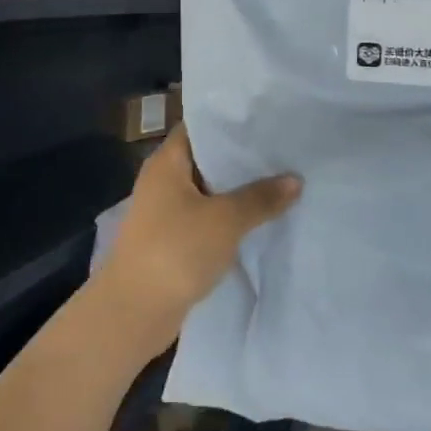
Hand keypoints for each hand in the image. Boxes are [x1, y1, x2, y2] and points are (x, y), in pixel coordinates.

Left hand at [92, 124, 301, 351]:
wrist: (135, 311)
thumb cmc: (176, 250)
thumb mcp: (226, 220)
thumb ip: (261, 197)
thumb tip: (295, 179)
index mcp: (167, 162)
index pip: (199, 126)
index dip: (230, 121)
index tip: (265, 119)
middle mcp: (163, 181)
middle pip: (206, 159)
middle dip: (242, 158)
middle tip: (284, 150)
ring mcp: (166, 212)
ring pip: (209, 191)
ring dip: (238, 191)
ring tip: (281, 181)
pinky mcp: (172, 241)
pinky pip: (207, 219)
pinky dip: (229, 218)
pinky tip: (261, 219)